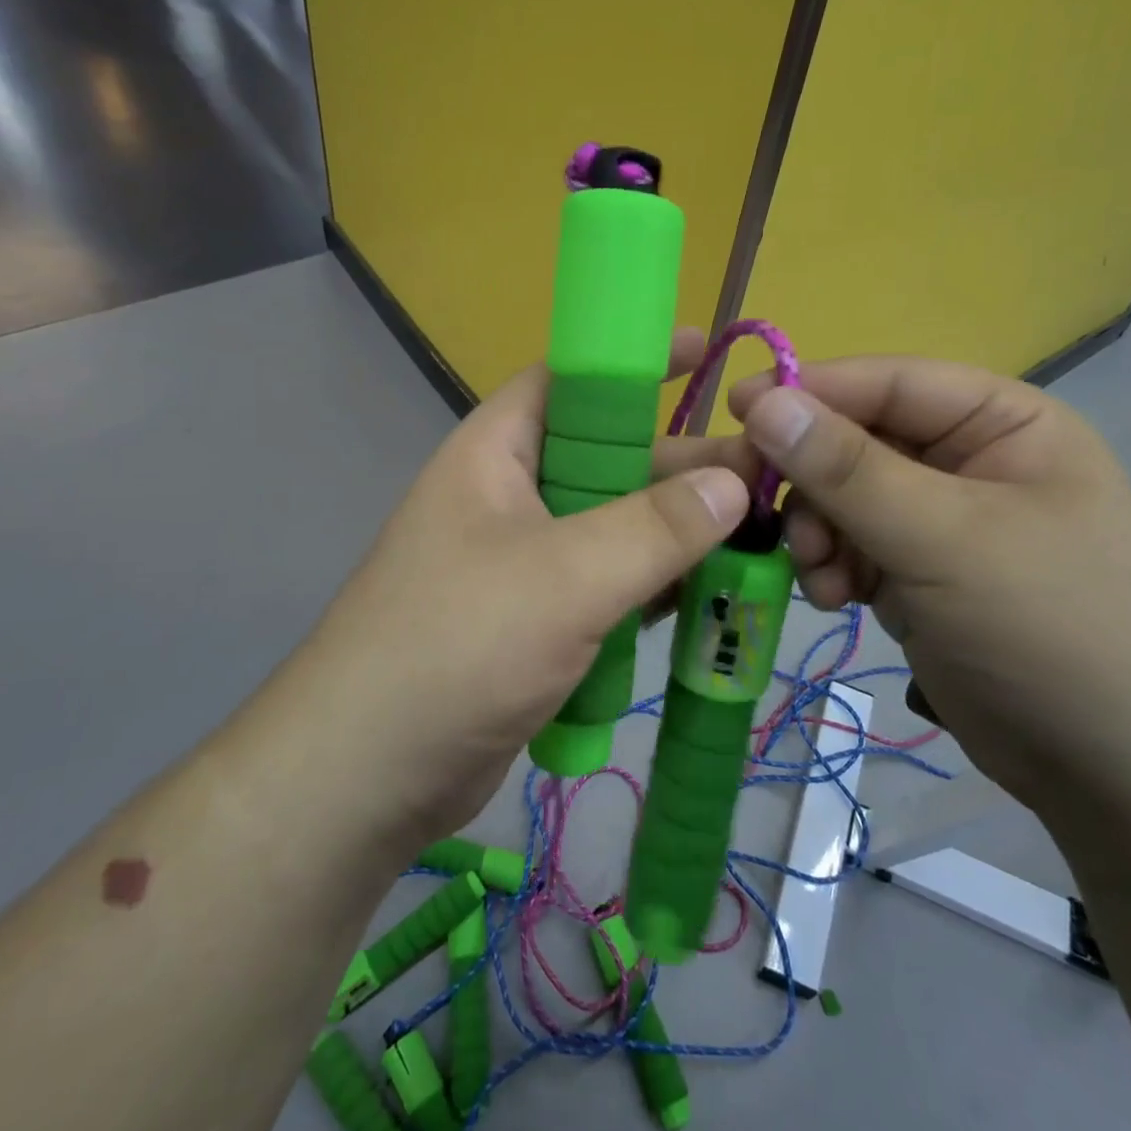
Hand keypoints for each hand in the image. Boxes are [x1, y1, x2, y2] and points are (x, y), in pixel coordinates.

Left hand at [292, 330, 752, 842]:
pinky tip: (705, 597)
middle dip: (678, 465)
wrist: (367, 774)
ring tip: (757, 536)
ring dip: (673, 534)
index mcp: (496, 454)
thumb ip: (655, 527)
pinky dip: (649, 589)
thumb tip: (734, 482)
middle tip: (763, 472)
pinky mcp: (533, 623)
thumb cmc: (459, 646)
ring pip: (611, 529)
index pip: (568, 381)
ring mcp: (520, 564)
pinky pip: (604, 587)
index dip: (633, 364)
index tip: (704, 356)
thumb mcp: (565, 575)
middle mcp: (507, 498)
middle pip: (605, 459)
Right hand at [729, 356, 1130, 806]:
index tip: (737, 409)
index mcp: (1002, 423)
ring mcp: (941, 521)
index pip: (889, 382)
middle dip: (814, 484)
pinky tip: (837, 601)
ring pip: (843, 498)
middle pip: (857, 442)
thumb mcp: (946, 539)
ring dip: (819, 533)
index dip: (812, 390)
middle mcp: (969, 461)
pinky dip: (832, 568)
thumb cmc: (1051, 629)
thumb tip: (762, 402)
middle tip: (776, 522)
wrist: (1117, 774)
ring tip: (823, 578)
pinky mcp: (918, 573)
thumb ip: (848, 469)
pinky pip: (850, 546)